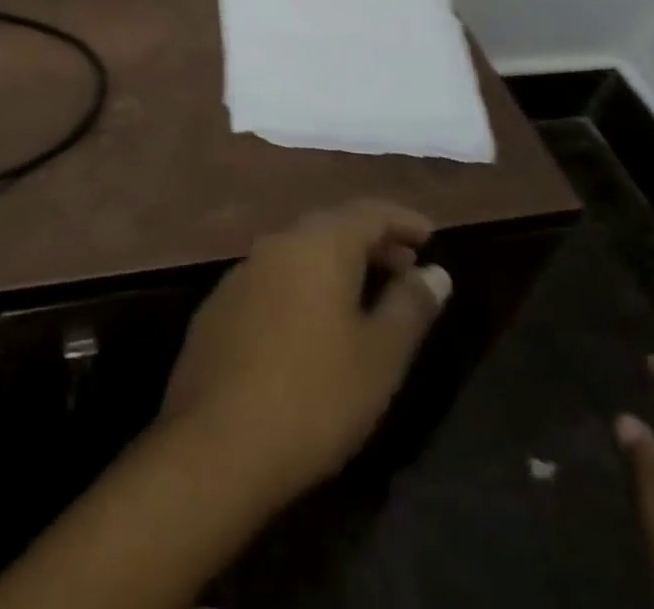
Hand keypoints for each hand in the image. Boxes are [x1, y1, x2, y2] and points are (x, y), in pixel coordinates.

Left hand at [160, 199, 452, 505]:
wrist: (218, 442)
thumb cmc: (316, 395)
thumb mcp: (380, 357)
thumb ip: (410, 307)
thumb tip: (435, 272)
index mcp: (317, 244)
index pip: (367, 212)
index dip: (402, 220)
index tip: (431, 234)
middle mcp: (276, 244)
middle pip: (331, 227)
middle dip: (371, 242)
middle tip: (406, 265)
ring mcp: (241, 273)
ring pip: (299, 253)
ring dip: (336, 265)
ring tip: (366, 295)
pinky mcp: (219, 306)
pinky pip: (273, 280)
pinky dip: (303, 286)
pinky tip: (313, 324)